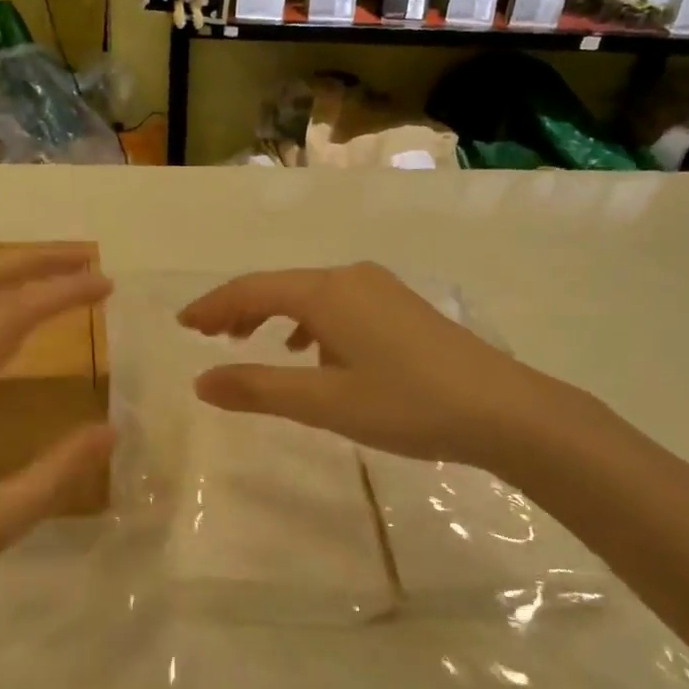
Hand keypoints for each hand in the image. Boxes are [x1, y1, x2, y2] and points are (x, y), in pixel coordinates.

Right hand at [177, 263, 558, 469]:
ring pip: (310, 295)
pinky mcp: (401, 308)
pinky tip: (313, 351)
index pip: (252, 289)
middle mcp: (351, 278)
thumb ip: (258, 389)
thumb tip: (201, 382)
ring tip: (251, 342)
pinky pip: (338, 305)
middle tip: (208, 335)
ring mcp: (381, 289)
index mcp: (327, 293)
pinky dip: (309, 322)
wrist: (505, 411)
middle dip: (239, 308)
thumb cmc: (407, 404)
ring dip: (273, 314)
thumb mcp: (324, 403)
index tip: (183, 325)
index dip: (213, 306)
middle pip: (280, 286)